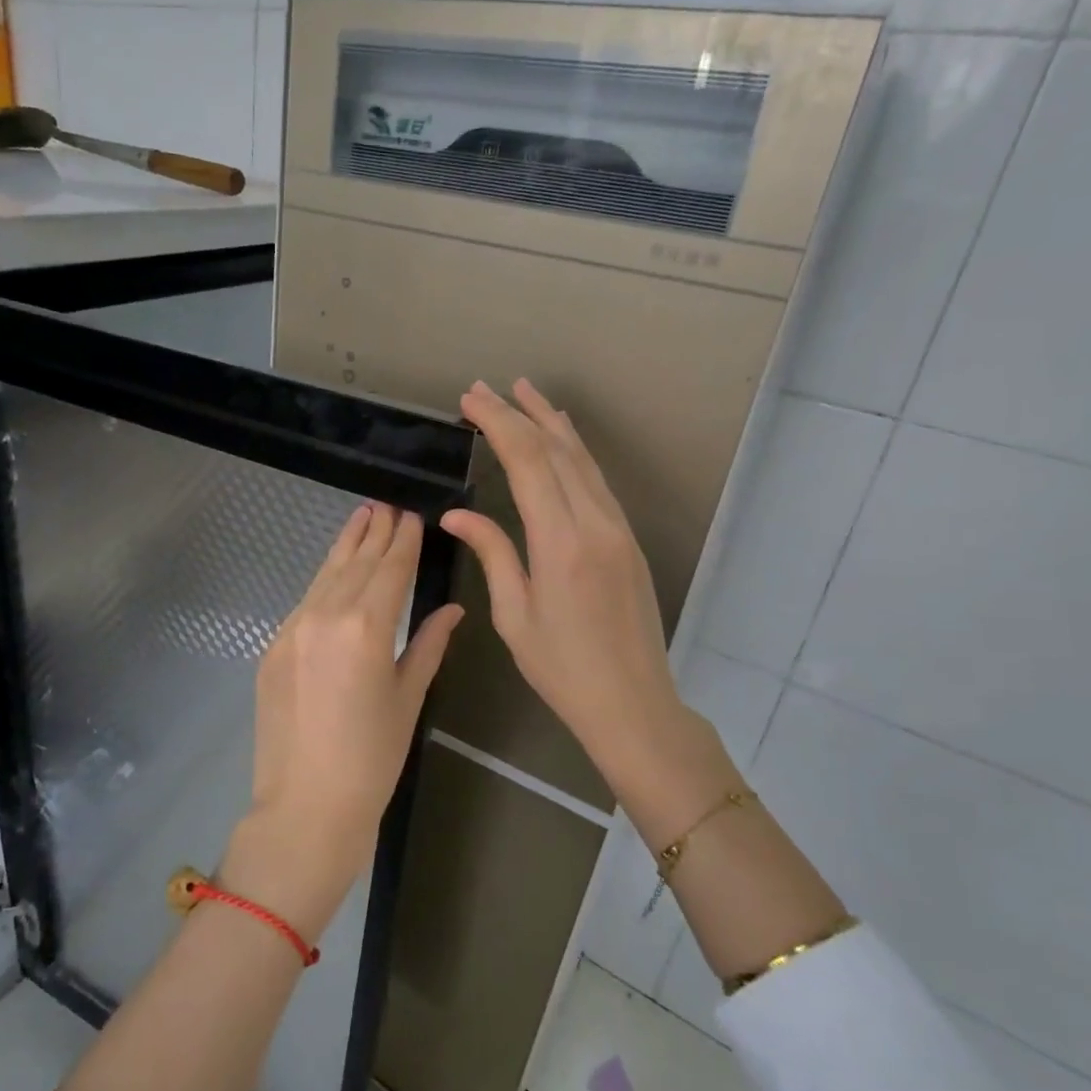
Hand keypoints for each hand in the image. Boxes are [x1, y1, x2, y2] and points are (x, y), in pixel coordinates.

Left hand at [224, 505, 463, 941]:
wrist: (305, 806)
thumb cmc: (372, 759)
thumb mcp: (408, 698)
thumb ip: (428, 645)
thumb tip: (452, 610)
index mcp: (367, 627)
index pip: (390, 569)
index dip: (404, 541)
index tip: (412, 515)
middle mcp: (325, 615)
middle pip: (356, 563)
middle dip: (375, 532)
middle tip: (388, 505)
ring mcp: (292, 628)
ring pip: (325, 575)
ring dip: (346, 545)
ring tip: (361, 517)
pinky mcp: (272, 646)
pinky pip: (305, 602)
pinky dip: (324, 581)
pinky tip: (335, 571)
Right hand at [442, 380, 698, 785]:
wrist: (633, 703)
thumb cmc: (562, 669)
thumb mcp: (514, 615)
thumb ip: (492, 553)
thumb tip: (457, 515)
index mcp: (561, 542)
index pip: (528, 463)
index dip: (498, 424)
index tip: (471, 400)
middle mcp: (595, 523)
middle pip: (556, 451)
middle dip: (519, 413)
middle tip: (485, 388)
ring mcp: (618, 528)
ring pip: (583, 460)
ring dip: (551, 422)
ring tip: (524, 392)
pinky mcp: (627, 539)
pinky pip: (598, 480)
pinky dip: (575, 451)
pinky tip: (563, 438)